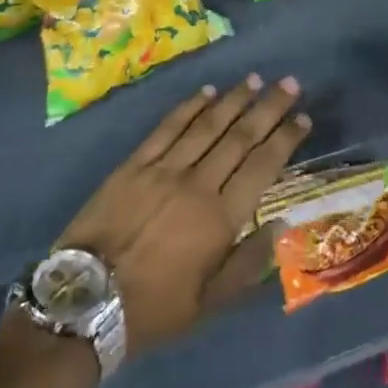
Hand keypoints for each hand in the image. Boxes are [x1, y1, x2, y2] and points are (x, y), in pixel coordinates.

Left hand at [57, 75, 309, 356]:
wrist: (84, 301)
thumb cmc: (153, 308)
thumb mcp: (208, 304)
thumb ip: (247, 264)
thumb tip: (279, 224)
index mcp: (220, 219)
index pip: (262, 166)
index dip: (285, 139)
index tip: (303, 118)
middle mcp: (197, 184)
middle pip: (240, 137)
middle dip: (268, 108)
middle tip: (288, 83)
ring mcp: (164, 169)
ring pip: (207, 125)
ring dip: (233, 100)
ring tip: (254, 79)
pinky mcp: (135, 164)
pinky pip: (167, 128)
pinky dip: (189, 107)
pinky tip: (207, 92)